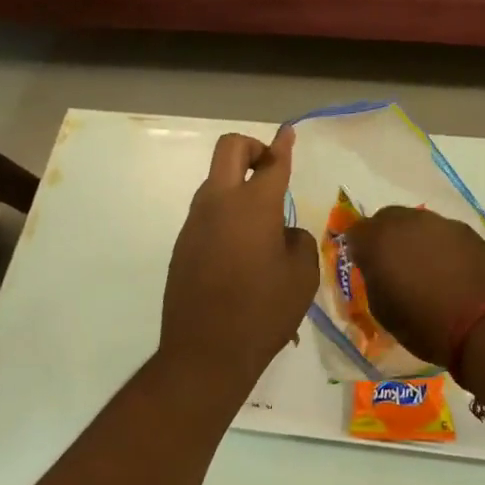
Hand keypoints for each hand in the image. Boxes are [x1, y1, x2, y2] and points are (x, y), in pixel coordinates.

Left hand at [160, 127, 319, 395]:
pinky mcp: (182, 244)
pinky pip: (207, 213)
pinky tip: (240, 250)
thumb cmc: (264, 312)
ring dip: (237, 185)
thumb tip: (282, 232)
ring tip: (261, 223)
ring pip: (216, 182)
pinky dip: (226, 214)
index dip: (283, 144)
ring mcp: (195, 222)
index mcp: (255, 205)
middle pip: (230, 150)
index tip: (287, 131)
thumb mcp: (302, 275)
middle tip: (270, 168)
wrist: (205, 353)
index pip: (273, 162)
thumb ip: (297, 240)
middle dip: (252, 148)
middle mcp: (220, 203)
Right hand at [343, 206, 484, 369]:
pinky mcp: (469, 231)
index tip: (365, 268)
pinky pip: (445, 233)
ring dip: (415, 240)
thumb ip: (375, 281)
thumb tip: (379, 270)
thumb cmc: (426, 325)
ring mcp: (441, 223)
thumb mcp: (384, 312)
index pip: (356, 232)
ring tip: (425, 269)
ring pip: (418, 224)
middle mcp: (408, 222)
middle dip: (385, 238)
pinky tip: (451, 271)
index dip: (359, 249)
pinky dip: (442, 247)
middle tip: (392, 265)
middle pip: (387, 219)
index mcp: (379, 240)